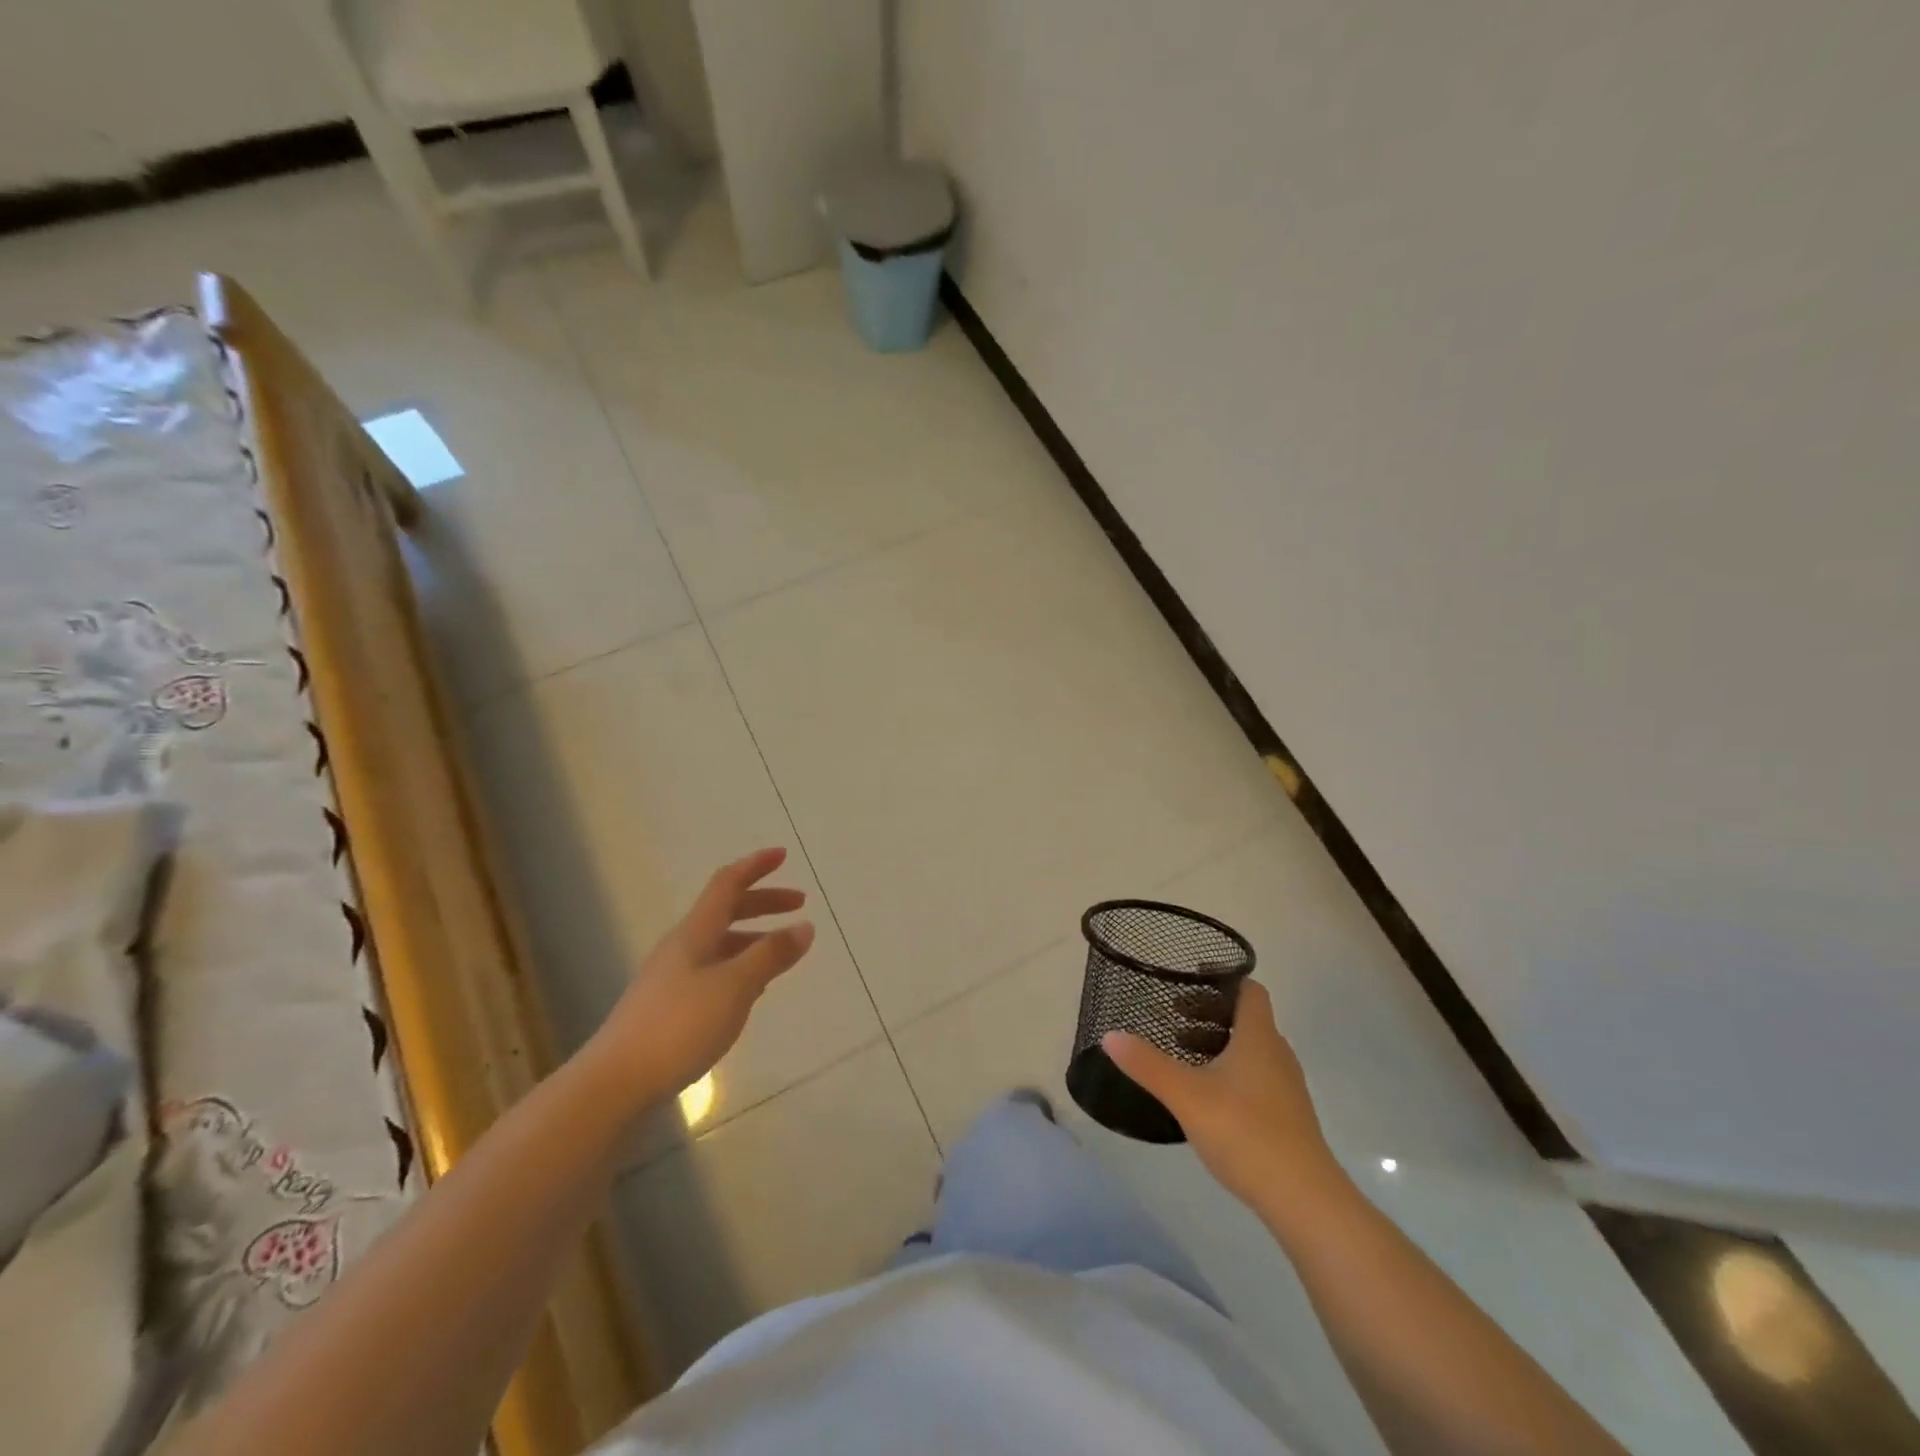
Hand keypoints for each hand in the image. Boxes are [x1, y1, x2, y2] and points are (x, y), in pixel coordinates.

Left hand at [578, 848, 814, 1117]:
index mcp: (695, 932)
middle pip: (725, 911)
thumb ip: (771, 955)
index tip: (783, 855)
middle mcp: (682, 947)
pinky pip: (713, 970)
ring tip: (782, 951)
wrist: (615, 1082)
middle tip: (798, 905)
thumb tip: (804, 926)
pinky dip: (739, 966)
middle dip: (763, 902)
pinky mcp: (669, 1007)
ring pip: (720, 943)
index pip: (727, 884)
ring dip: (753, 936)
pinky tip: (751, 990)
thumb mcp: (735, 987)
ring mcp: (672, 977)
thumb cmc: (679, 1026)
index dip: (755, 866)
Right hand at [1103, 980, 1337, 1208]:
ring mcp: (1286, 1089)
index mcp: (1259, 1038)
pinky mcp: (1286, 1118)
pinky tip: (1206, 1097)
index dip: (1222, 980)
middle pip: (1246, 1020)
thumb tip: (1110, 1035)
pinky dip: (1230, 1074)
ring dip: (1218, 1046)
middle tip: (1172, 1021)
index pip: (1249, 990)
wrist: (1305, 1200)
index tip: (1188, 981)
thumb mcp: (1186, 1095)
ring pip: (1251, 1051)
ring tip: (1183, 1058)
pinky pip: (1256, 1078)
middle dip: (1209, 1015)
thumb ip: (1147, 1064)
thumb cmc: (1245, 1133)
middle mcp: (1277, 1055)